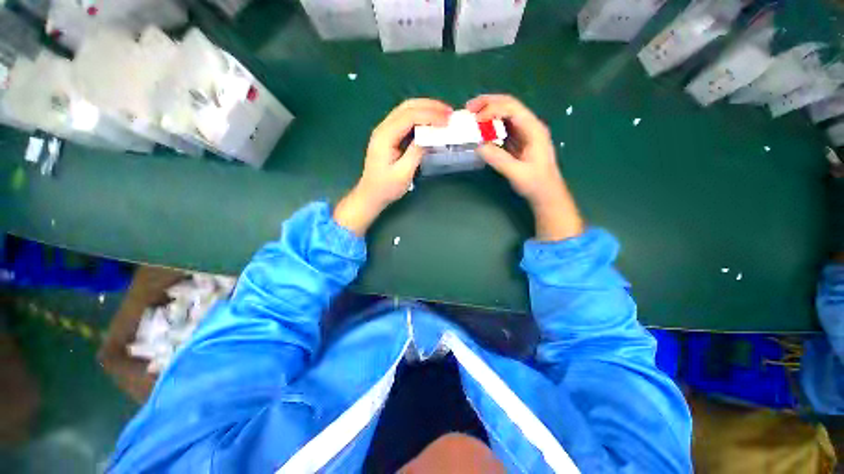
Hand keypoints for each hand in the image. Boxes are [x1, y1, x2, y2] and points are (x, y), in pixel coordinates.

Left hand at [334, 99, 451, 235]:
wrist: (371, 194)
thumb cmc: (386, 187)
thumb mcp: (403, 173)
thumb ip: (415, 153)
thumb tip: (429, 136)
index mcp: (385, 136)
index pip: (409, 116)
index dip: (430, 115)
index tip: (447, 120)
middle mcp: (383, 128)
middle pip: (407, 107)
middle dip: (430, 106)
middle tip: (449, 113)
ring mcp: (385, 131)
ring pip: (406, 110)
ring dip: (426, 109)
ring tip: (443, 115)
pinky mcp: (389, 136)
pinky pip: (406, 120)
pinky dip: (421, 117)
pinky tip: (431, 122)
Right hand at [467, 94, 583, 240]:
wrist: (546, 193)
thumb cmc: (535, 184)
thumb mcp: (517, 173)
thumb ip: (498, 159)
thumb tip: (478, 146)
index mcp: (534, 129)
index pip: (512, 109)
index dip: (492, 110)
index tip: (475, 120)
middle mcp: (529, 126)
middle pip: (508, 105)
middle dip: (488, 103)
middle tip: (468, 108)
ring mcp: (524, 132)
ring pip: (504, 114)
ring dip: (487, 112)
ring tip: (471, 116)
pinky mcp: (517, 140)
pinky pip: (502, 127)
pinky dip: (489, 125)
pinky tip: (480, 130)